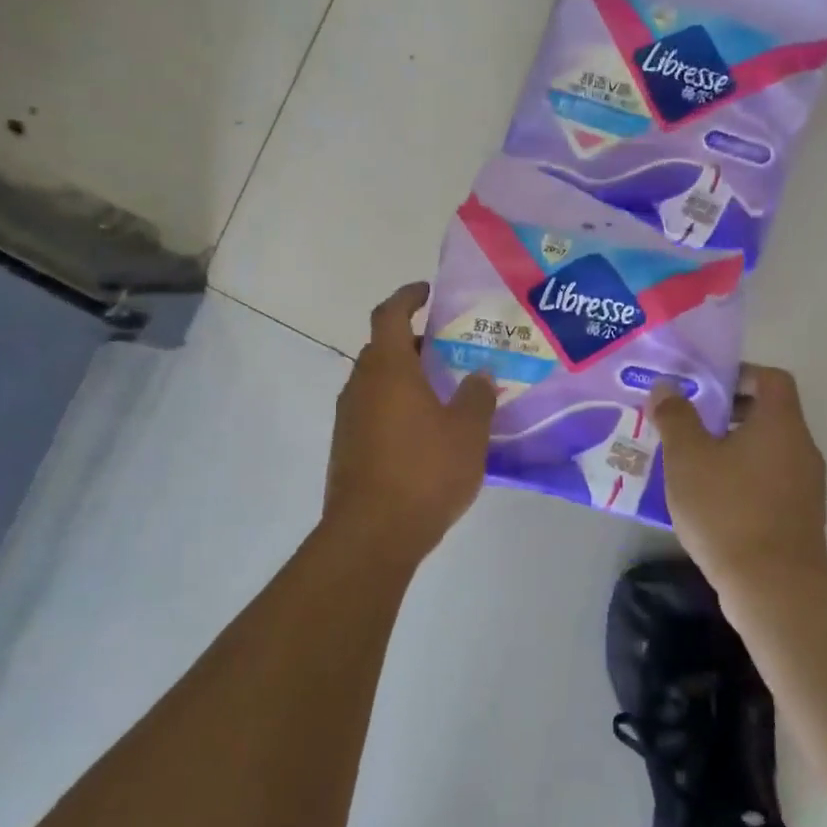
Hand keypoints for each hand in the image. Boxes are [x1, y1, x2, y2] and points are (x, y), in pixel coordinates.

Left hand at [322, 283, 495, 561]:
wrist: (372, 534)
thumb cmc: (424, 471)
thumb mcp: (467, 432)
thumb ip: (477, 396)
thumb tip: (479, 375)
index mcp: (387, 369)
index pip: (389, 313)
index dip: (407, 296)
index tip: (428, 292)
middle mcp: (361, 385)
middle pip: (382, 348)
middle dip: (414, 342)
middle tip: (450, 350)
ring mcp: (349, 418)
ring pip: (377, 382)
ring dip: (406, 378)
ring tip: (445, 392)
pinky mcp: (347, 448)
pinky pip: (374, 411)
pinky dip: (397, 407)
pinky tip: (426, 432)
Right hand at [648, 364, 826, 589]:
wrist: (773, 587)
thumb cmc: (728, 509)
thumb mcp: (688, 457)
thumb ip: (676, 417)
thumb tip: (667, 387)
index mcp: (780, 423)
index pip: (771, 378)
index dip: (739, 374)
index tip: (705, 388)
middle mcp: (801, 448)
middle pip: (769, 413)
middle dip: (728, 413)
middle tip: (689, 423)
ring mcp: (805, 485)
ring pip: (767, 450)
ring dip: (732, 448)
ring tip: (692, 462)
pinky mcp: (800, 517)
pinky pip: (769, 481)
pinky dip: (742, 478)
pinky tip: (710, 499)